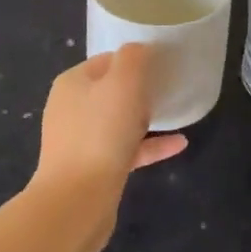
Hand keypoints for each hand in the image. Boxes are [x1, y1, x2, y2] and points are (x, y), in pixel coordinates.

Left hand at [33, 43, 187, 221]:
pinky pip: (126, 150)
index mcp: (73, 83)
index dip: (135, 60)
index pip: (107, 60)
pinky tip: (179, 144)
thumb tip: (140, 50)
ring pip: (118, 121)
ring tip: (174, 114)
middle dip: (140, 89)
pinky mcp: (93, 169)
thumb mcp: (123, 83)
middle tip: (168, 89)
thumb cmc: (101, 133)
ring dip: (146, 118)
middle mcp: (71, 108)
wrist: (77, 201)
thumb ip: (134, 58)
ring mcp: (80, 141)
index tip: (162, 65)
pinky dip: (150, 145)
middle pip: (112, 90)